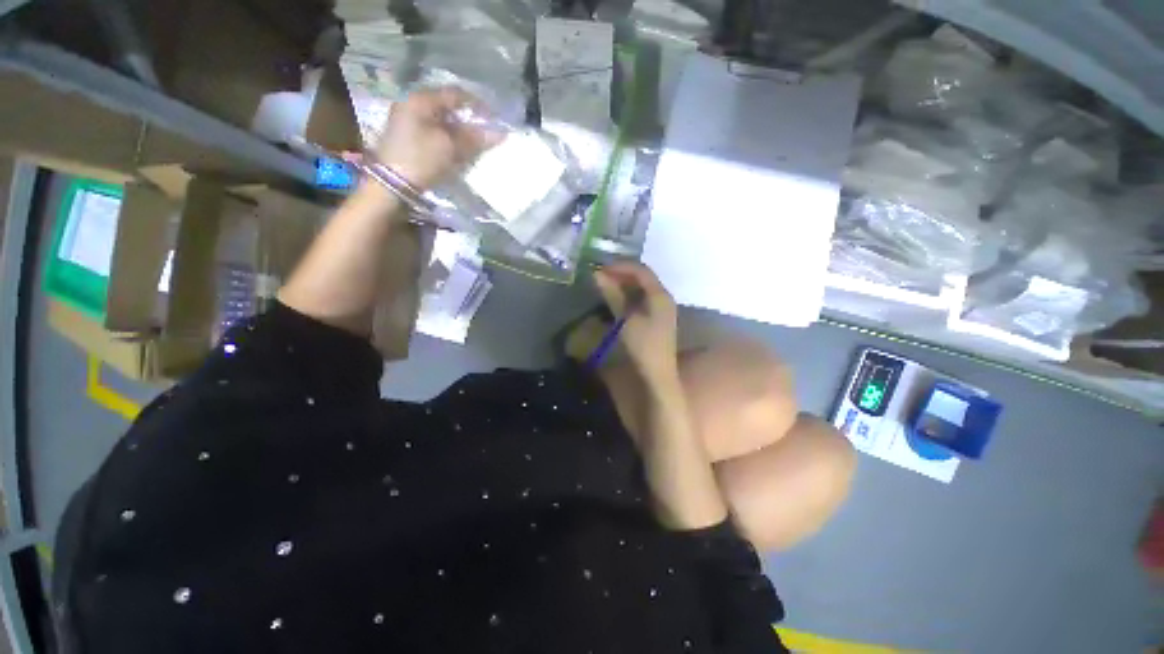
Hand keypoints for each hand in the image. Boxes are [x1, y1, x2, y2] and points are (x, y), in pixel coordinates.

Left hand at [374, 87, 500, 188]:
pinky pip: (433, 132)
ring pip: (441, 121)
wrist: (392, 184)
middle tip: (485, 133)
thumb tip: (498, 133)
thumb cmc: (421, 159)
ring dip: (459, 131)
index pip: (455, 94)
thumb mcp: (450, 147)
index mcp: (421, 100)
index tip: (493, 117)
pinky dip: (448, 139)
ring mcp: (407, 121)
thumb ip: (473, 138)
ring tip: (474, 145)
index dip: (477, 105)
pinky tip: (458, 150)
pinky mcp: (407, 137)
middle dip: (468, 120)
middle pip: (447, 107)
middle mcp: (412, 104)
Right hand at [594, 262, 678, 381]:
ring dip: (624, 285)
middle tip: (600, 275)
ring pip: (642, 289)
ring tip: (605, 285)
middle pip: (643, 278)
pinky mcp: (656, 319)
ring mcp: (661, 309)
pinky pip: (642, 299)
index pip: (641, 270)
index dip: (620, 266)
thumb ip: (613, 295)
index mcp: (660, 295)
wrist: (656, 374)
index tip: (601, 267)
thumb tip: (597, 274)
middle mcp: (663, 298)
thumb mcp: (625, 319)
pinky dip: (628, 296)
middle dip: (621, 274)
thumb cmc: (643, 345)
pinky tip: (616, 300)